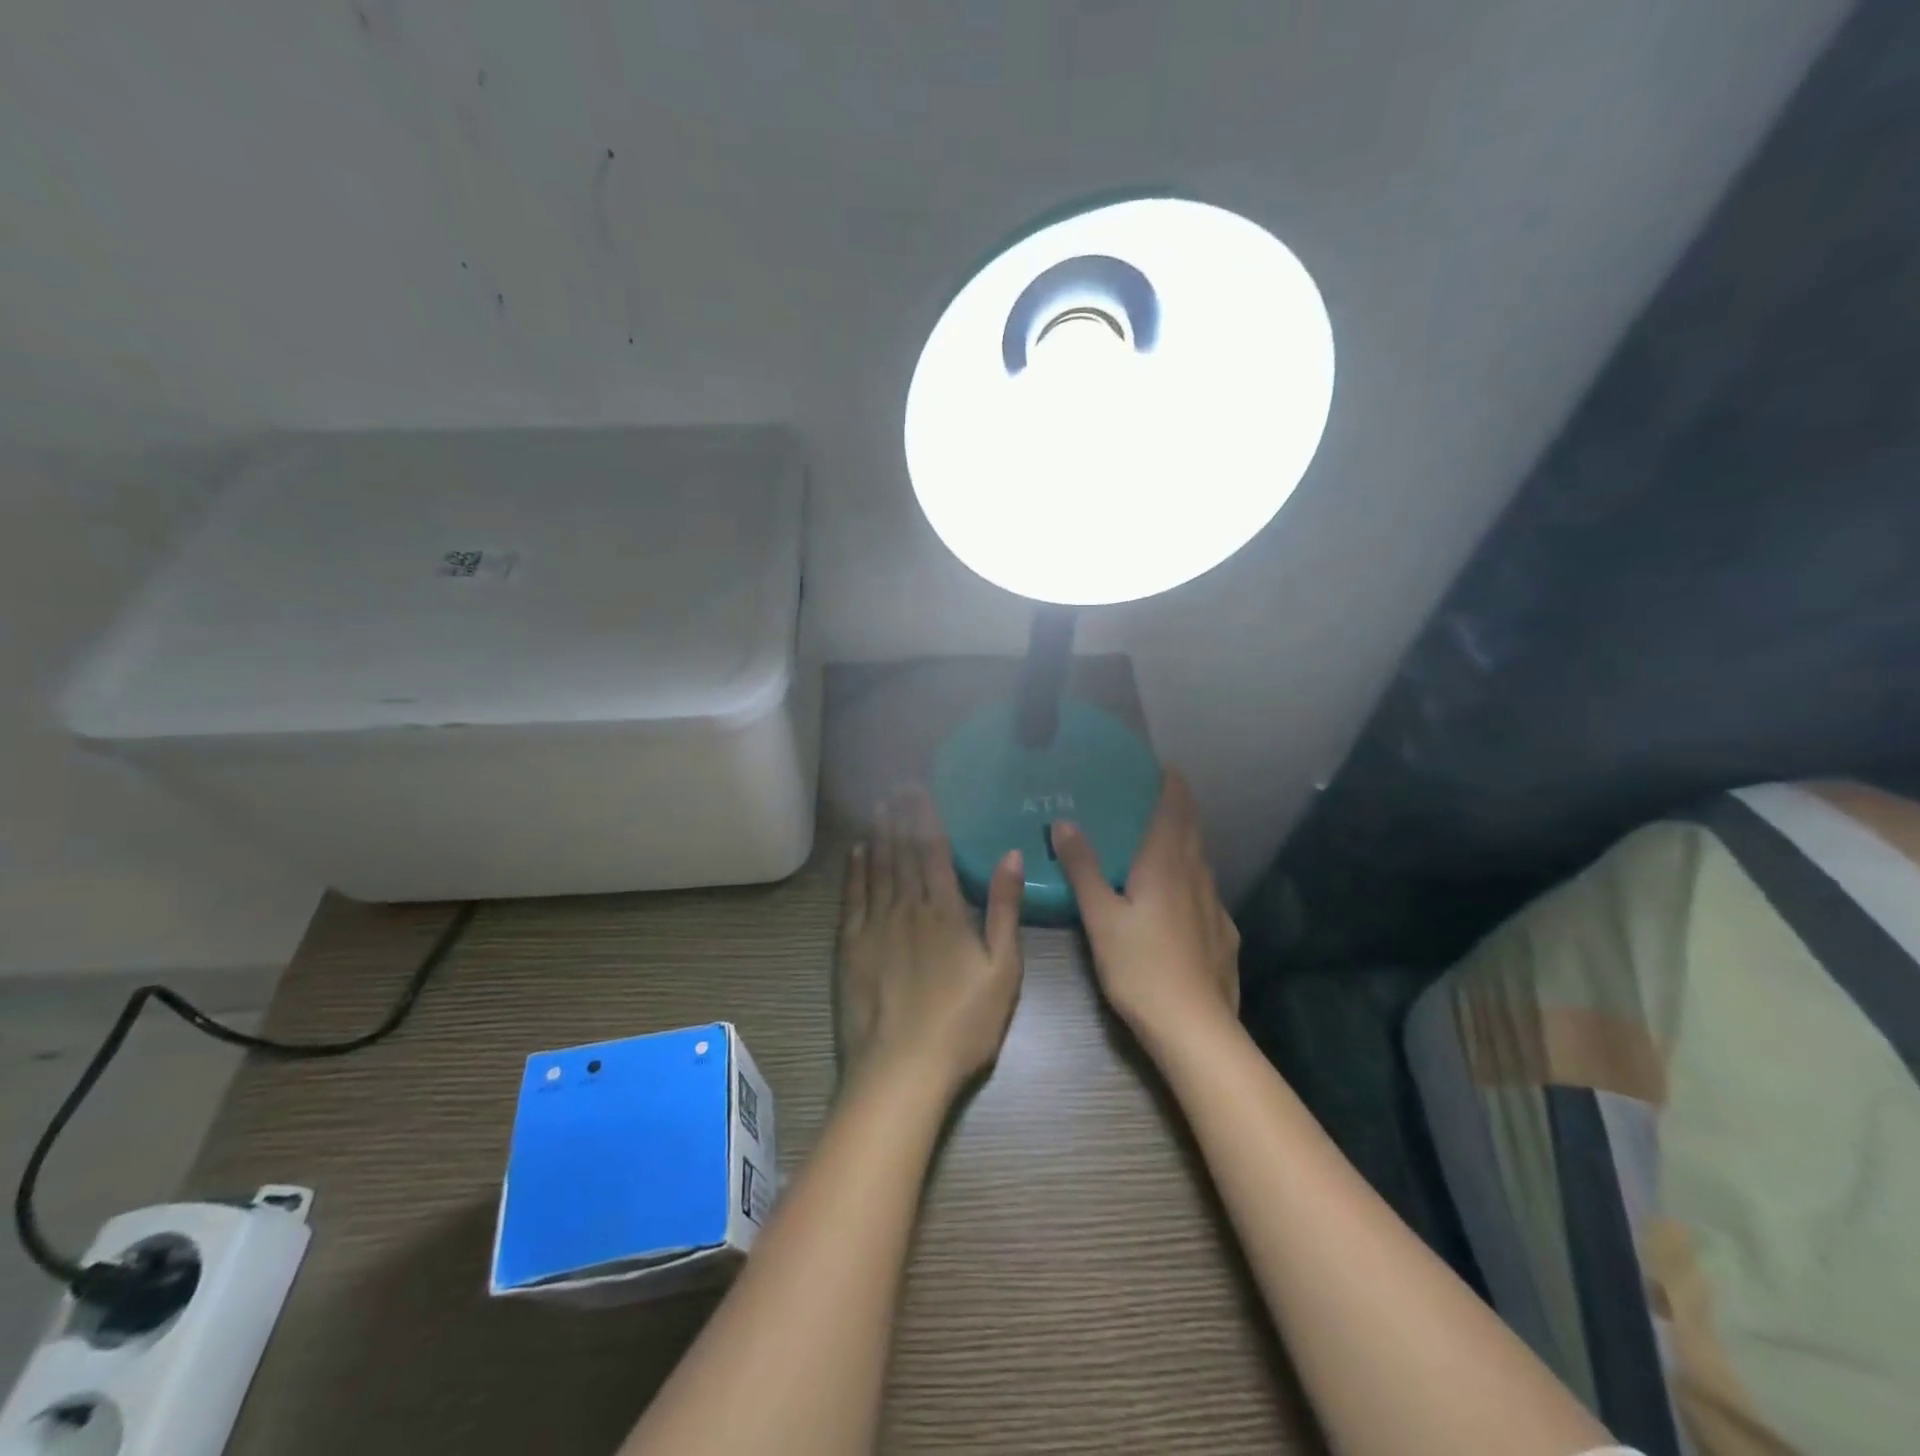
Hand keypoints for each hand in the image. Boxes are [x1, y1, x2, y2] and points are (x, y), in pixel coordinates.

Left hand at [837, 787, 1025, 1093]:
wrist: (902, 1069)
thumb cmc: (963, 1023)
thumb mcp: (1003, 970)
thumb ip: (1005, 909)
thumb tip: (1011, 854)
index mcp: (945, 911)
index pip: (934, 851)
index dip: (926, 817)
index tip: (919, 789)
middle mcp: (907, 907)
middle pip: (902, 852)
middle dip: (900, 815)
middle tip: (895, 784)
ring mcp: (875, 925)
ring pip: (877, 868)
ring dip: (878, 834)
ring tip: (877, 805)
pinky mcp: (851, 946)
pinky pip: (852, 897)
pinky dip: (854, 870)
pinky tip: (856, 852)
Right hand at [1051, 769, 1239, 1047]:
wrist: (1194, 1027)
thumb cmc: (1140, 966)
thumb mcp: (1100, 916)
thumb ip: (1082, 868)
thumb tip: (1064, 822)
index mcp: (1166, 865)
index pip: (1174, 810)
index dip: (1172, 785)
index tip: (1164, 766)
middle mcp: (1196, 877)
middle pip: (1192, 831)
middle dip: (1179, 808)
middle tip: (1158, 795)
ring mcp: (1215, 907)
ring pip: (1201, 862)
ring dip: (1186, 843)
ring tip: (1164, 841)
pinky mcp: (1223, 935)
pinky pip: (1206, 892)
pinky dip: (1192, 879)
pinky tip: (1180, 899)